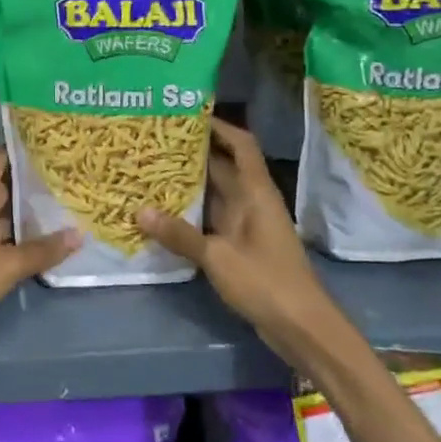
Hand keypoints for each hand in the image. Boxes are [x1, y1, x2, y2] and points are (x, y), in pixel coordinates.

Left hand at [0, 150, 76, 359]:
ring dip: (30, 213)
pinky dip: (21, 237)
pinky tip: (47, 241)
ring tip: (67, 205)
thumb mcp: (6, 265)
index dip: (22, 151)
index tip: (51, 145)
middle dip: (34, 183)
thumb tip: (78, 233)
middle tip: (70, 177)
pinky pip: (2, 238)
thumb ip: (42, 250)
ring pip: (5, 216)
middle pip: (5, 188)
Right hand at [137, 118, 339, 348]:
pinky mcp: (240, 246)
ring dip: (188, 183)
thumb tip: (139, 211)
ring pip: (215, 193)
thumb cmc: (266, 282)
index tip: (188, 114)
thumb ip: (180, 234)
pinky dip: (190, 212)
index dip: (219, 127)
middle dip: (192, 153)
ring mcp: (247, 225)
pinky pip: (211, 218)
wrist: (302, 327)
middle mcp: (252, 202)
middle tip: (154, 141)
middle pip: (222, 166)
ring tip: (150, 169)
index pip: (241, 145)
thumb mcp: (218, 257)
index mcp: (256, 193)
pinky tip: (162, 212)